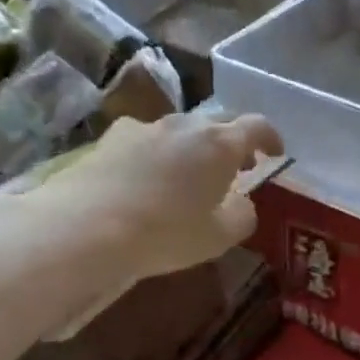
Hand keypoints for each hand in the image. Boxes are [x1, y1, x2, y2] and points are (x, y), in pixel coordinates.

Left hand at [0, 112, 283, 332]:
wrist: (84, 227)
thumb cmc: (164, 233)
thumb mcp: (218, 237)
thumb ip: (242, 215)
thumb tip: (242, 203)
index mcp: (220, 144)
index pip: (257, 126)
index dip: (270, 137)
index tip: (275, 153)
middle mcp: (186, 125)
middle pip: (219, 123)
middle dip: (231, 143)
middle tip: (235, 168)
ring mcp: (146, 127)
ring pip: (180, 130)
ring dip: (192, 148)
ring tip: (187, 175)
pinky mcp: (111, 137)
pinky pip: (145, 139)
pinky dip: (155, 153)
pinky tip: (143, 178)